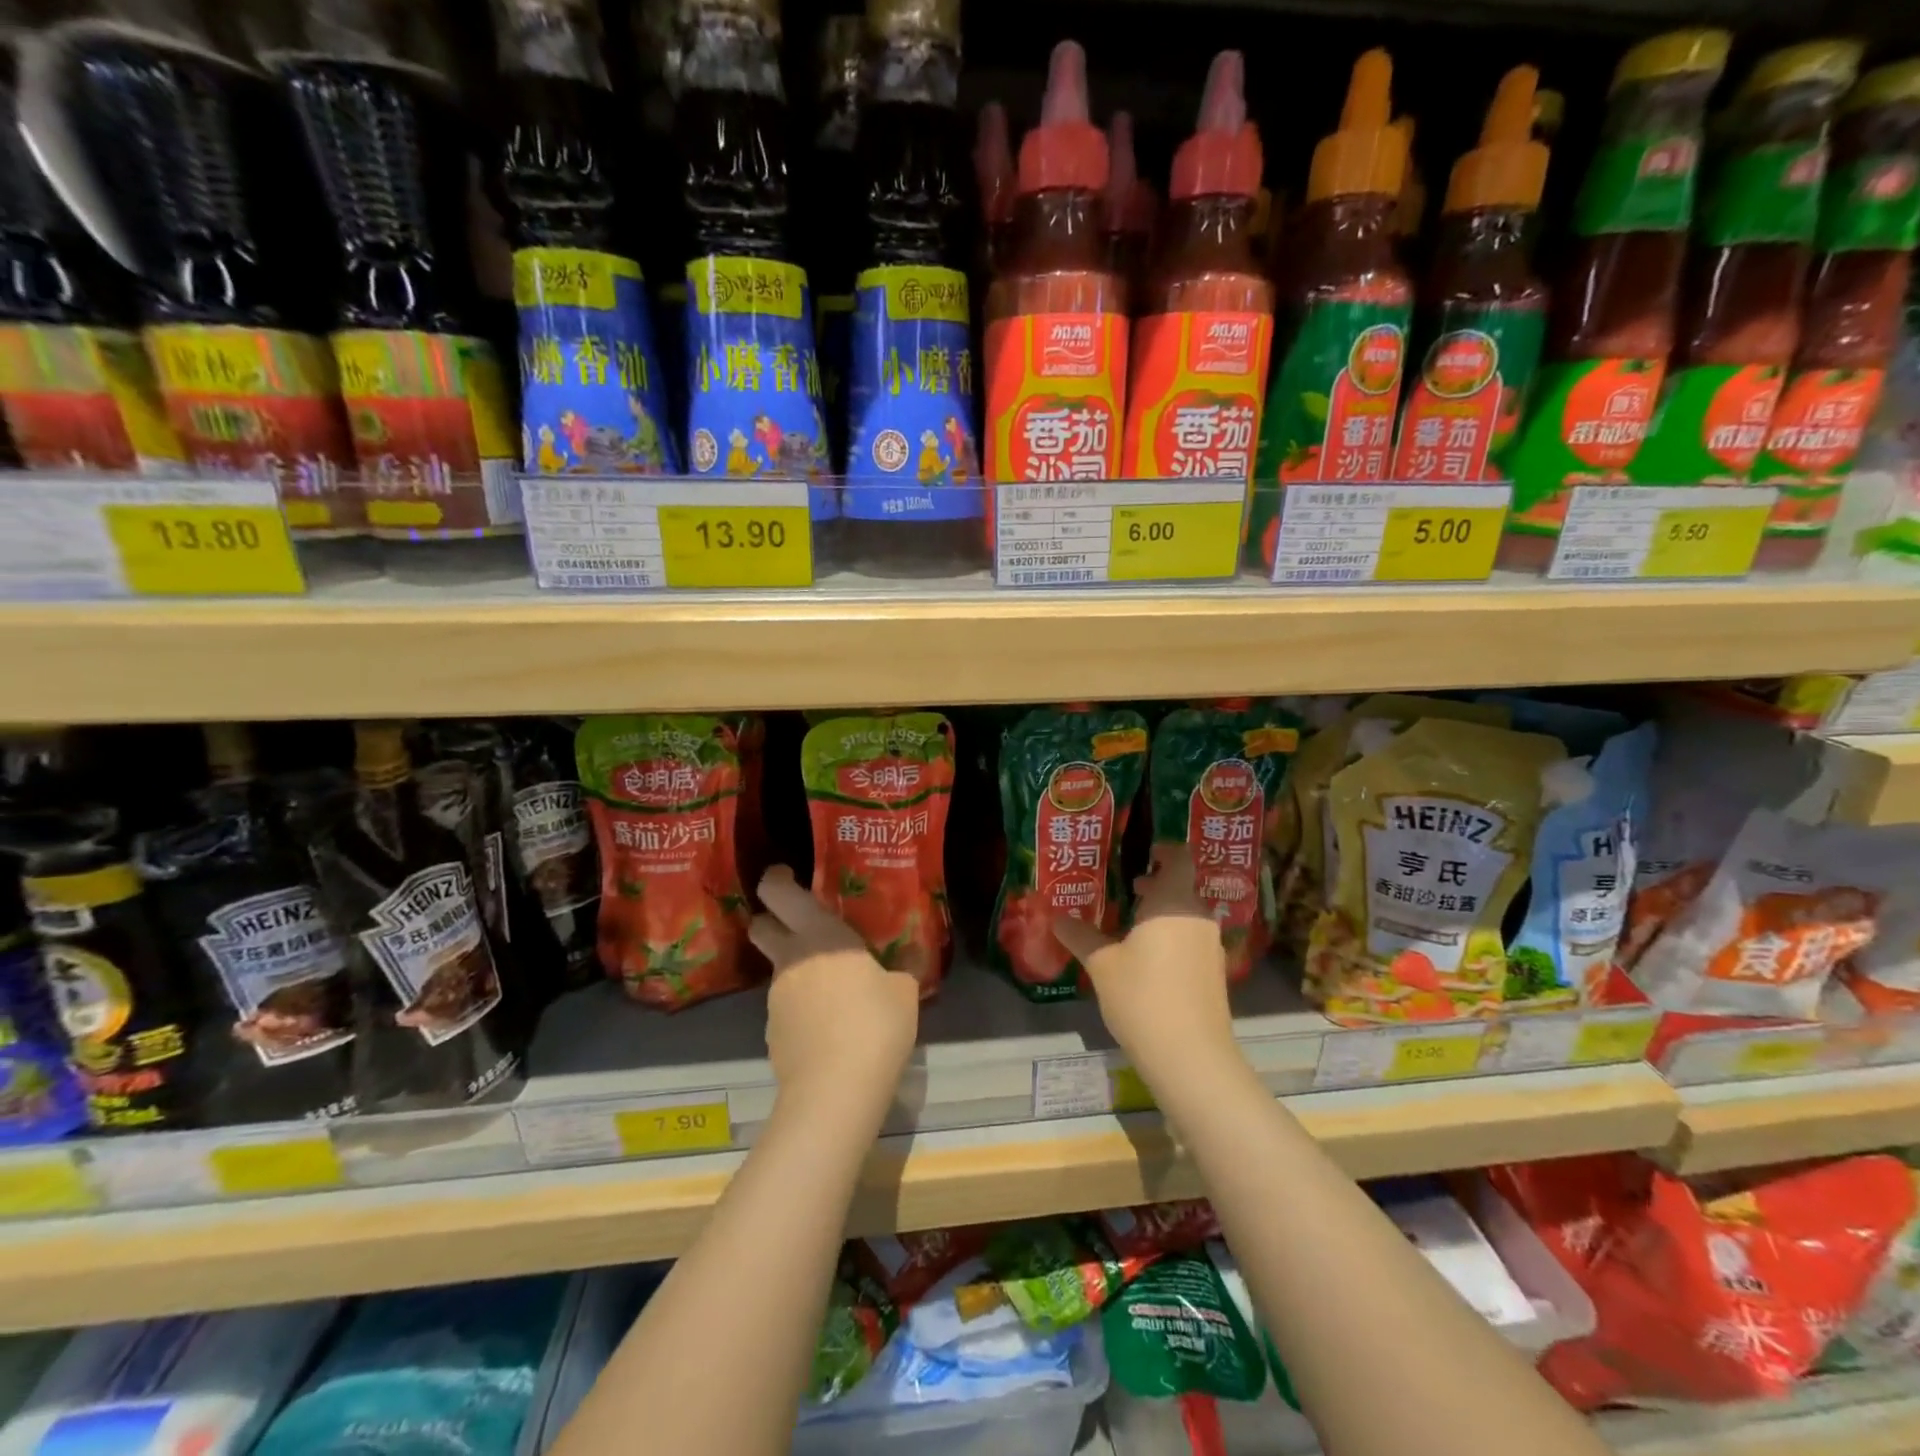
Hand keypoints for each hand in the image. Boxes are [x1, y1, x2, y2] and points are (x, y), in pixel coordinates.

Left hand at [749, 866, 919, 1122]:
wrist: (834, 1093)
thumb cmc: (874, 1025)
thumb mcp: (904, 993)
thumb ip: (905, 967)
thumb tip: (913, 953)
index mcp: (820, 935)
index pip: (778, 892)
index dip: (777, 879)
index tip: (788, 875)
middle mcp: (790, 958)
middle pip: (761, 926)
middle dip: (773, 920)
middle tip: (805, 926)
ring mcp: (775, 997)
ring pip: (778, 969)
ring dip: (797, 969)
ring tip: (833, 989)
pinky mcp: (772, 1032)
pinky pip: (786, 1006)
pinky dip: (800, 1007)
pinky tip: (828, 1026)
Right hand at [1052, 843, 1236, 1083]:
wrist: (1191, 1058)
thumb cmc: (1143, 997)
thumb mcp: (1102, 964)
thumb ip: (1080, 935)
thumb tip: (1056, 917)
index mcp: (1173, 902)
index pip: (1178, 857)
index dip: (1162, 850)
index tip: (1140, 854)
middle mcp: (1197, 916)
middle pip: (1181, 886)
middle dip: (1154, 885)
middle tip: (1124, 889)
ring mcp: (1211, 946)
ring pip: (1186, 915)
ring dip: (1161, 913)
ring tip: (1129, 926)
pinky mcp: (1214, 973)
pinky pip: (1191, 939)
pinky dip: (1171, 937)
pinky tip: (1146, 960)